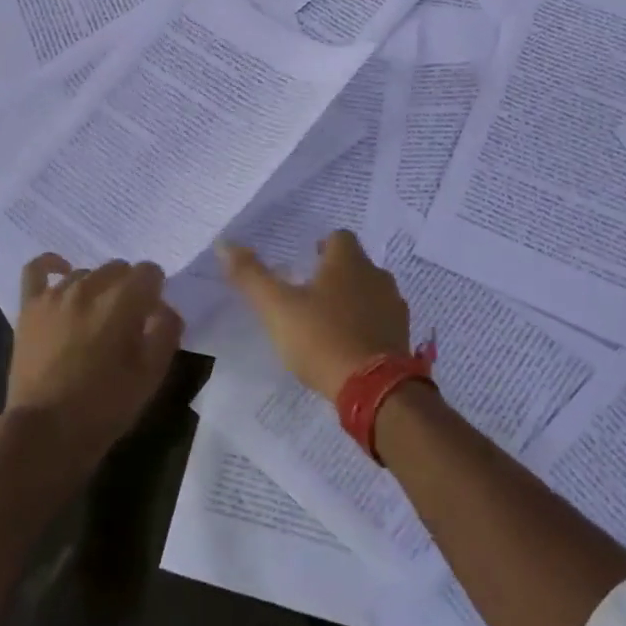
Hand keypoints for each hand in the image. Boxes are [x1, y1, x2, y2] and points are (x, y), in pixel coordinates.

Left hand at [7, 255, 183, 461]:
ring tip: (97, 317)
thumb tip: (165, 308)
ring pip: (86, 273)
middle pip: (119, 268)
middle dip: (129, 288)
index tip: (153, 315)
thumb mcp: (152, 373)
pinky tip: (63, 272)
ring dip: (98, 288)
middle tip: (128, 321)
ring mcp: (55, 295)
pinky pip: (36, 269)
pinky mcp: (29, 307)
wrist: (47, 432)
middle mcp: (89, 287)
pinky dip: (51, 265)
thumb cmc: (105, 405)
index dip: (156, 291)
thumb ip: (166, 331)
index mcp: (123, 301)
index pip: (150, 272)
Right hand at [220, 231, 409, 400]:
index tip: (304, 263)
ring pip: (370, 292)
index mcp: (349, 261)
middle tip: (308, 294)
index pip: (339, 237)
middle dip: (334, 275)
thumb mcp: (277, 307)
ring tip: (326, 322)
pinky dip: (365, 326)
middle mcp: (377, 276)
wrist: (375, 389)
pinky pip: (380, 321)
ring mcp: (394, 307)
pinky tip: (347, 346)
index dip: (321, 246)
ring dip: (352, 300)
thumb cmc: (322, 338)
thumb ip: (250, 276)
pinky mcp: (402, 336)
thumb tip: (224, 243)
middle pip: (355, 264)